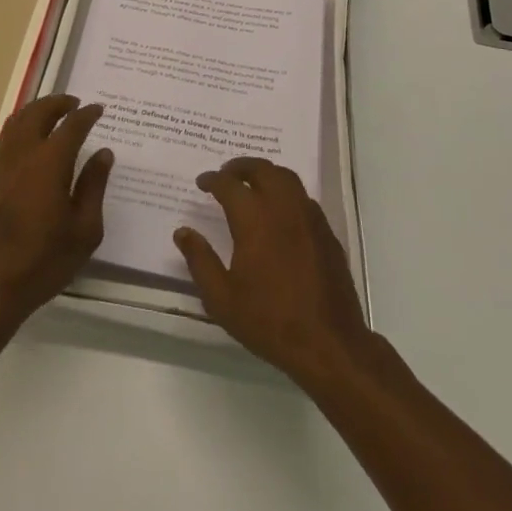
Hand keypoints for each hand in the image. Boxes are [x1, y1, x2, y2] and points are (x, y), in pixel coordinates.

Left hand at [0, 95, 112, 339]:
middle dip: (57, 102)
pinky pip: (2, 144)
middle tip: (72, 103)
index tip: (97, 109)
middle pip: (38, 112)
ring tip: (49, 116)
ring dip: (35, 112)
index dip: (86, 114)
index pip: (71, 125)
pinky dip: (18, 134)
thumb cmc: (42, 261)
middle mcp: (21, 154)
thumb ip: (94, 186)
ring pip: (15, 123)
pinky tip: (26, 150)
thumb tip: (103, 153)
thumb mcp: (84, 230)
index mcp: (50, 162)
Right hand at [175, 157, 372, 389]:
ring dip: (266, 173)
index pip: (229, 185)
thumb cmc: (269, 320)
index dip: (213, 180)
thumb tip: (183, 232)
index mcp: (254, 219)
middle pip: (262, 169)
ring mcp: (309, 217)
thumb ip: (200, 261)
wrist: (328, 343)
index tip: (202, 182)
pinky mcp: (326, 232)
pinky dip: (286, 192)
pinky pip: (303, 198)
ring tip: (252, 184)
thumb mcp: (222, 298)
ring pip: (287, 178)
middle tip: (226, 173)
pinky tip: (280, 211)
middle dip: (241, 166)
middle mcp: (283, 208)